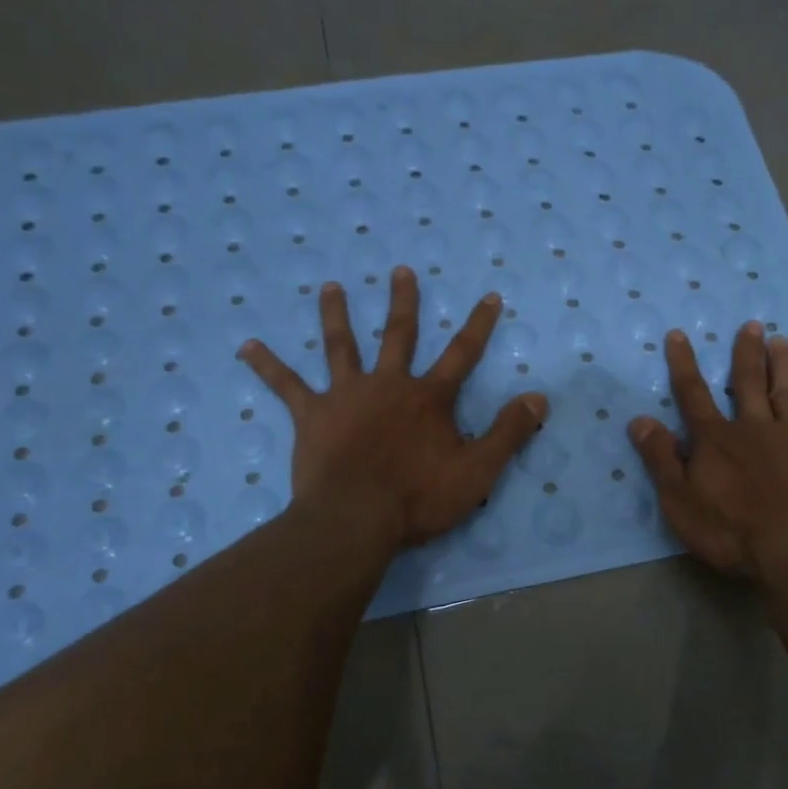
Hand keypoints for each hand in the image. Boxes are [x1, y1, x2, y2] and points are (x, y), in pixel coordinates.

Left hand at [239, 266, 547, 548]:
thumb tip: (539, 396)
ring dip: (336, 314)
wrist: (356, 518)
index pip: (462, 354)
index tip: (489, 296)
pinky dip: (268, 365)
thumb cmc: (419, 497)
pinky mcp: (312, 416)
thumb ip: (509, 431)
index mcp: (428, 398)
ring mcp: (346, 396)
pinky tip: (247, 346)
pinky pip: (287, 385)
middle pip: (398, 335)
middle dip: (403, 302)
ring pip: (341, 346)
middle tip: (400, 270)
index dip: (479, 325)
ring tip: (329, 286)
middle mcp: (388, 385)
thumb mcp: (478, 470)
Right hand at [629, 322, 787, 579]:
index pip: (693, 394)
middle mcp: (753, 428)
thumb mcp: (680, 500)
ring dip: (781, 366)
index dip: (683, 364)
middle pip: (746, 383)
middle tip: (752, 324)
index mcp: (715, 439)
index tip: (679, 334)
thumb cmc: (731, 530)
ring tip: (782, 340)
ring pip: (784, 393)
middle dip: (746, 352)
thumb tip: (639, 420)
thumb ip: (660, 458)